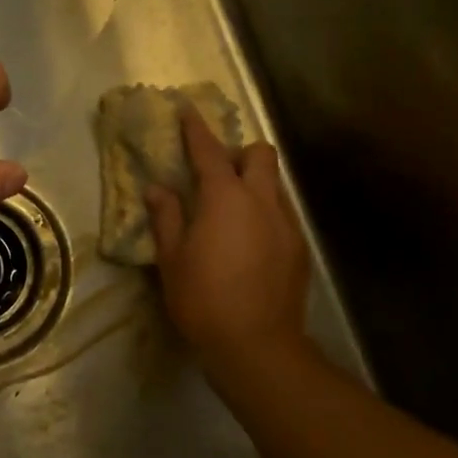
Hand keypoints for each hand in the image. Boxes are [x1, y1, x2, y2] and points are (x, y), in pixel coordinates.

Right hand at [147, 110, 316, 390]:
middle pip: (260, 154)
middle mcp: (261, 201)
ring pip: (275, 184)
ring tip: (232, 209)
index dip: (196, 128)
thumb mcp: (172, 259)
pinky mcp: (299, 249)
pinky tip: (250, 241)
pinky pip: (282, 213)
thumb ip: (166, 217)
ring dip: (254, 182)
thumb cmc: (203, 300)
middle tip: (216, 173)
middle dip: (239, 152)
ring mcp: (286, 224)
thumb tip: (158, 189)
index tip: (187, 109)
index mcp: (225, 198)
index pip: (209, 150)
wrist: (258, 347)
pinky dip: (265, 212)